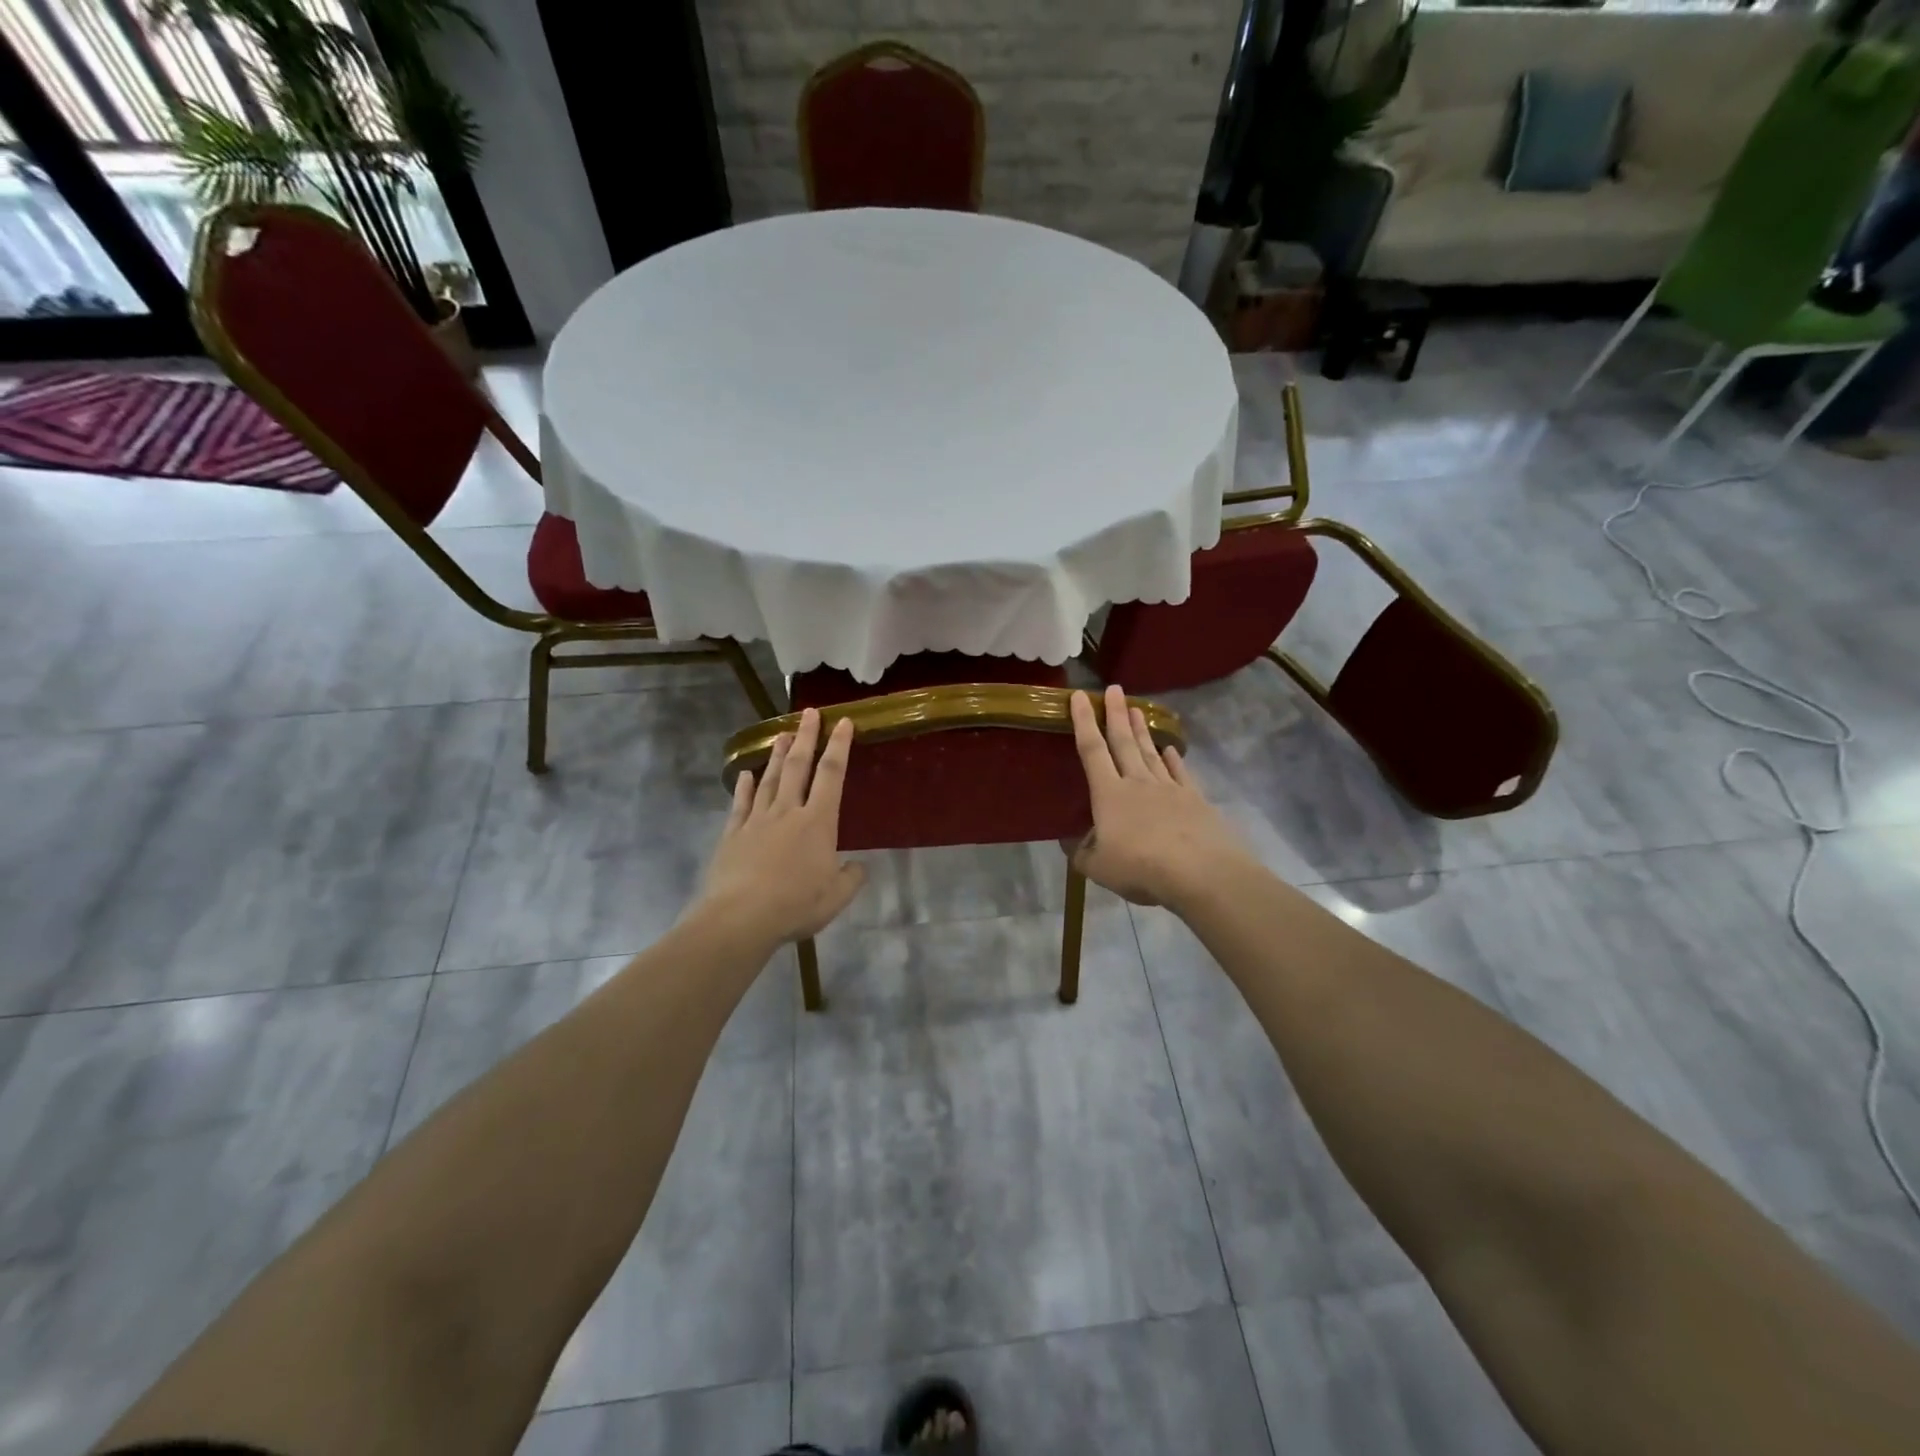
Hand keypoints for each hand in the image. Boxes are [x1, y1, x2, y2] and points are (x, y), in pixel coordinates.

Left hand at [690, 708, 866, 948]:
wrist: (740, 918)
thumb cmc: (795, 905)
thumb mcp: (836, 897)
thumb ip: (851, 878)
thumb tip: (858, 866)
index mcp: (818, 822)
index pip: (832, 775)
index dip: (839, 746)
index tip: (843, 722)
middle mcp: (787, 812)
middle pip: (798, 767)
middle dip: (807, 737)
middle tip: (810, 713)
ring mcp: (757, 820)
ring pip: (768, 779)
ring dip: (777, 755)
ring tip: (784, 734)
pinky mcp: (733, 834)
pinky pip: (741, 804)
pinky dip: (744, 787)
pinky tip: (745, 775)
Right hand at [1067, 685, 1254, 908]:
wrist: (1200, 873)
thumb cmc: (1140, 867)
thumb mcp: (1097, 868)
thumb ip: (1081, 853)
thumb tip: (1071, 843)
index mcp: (1109, 794)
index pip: (1092, 750)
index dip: (1083, 722)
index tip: (1079, 696)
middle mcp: (1138, 782)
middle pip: (1123, 742)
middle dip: (1115, 714)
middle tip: (1114, 689)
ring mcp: (1169, 789)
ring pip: (1151, 752)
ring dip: (1141, 730)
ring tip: (1135, 709)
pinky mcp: (1195, 800)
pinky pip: (1180, 773)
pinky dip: (1173, 760)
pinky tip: (1170, 750)